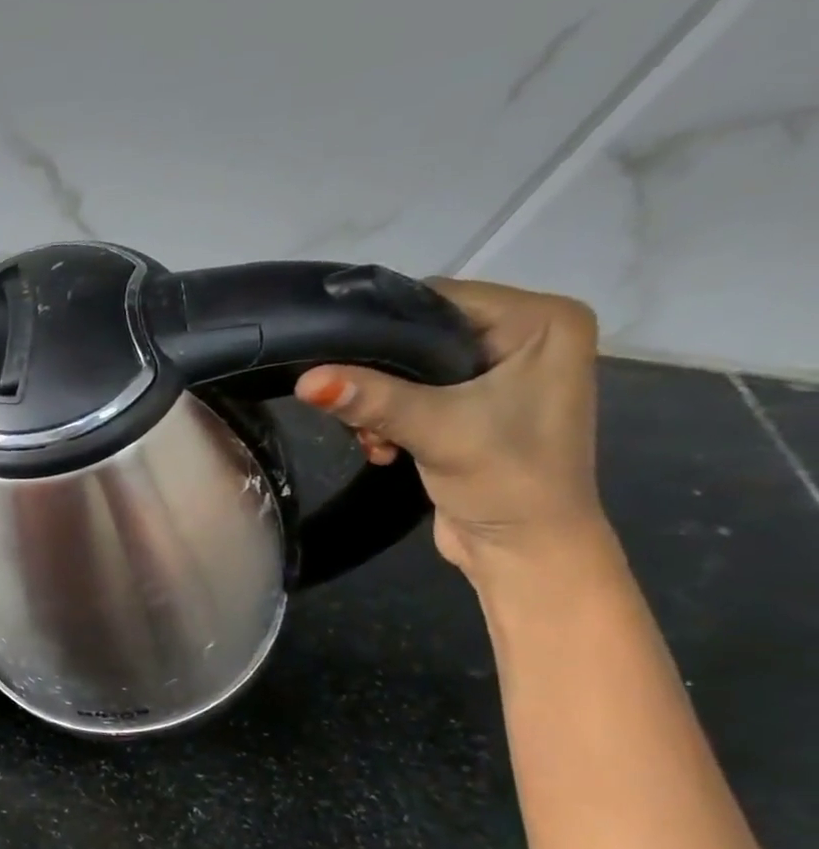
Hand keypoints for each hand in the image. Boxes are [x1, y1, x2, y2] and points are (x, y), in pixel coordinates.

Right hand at [294, 277, 609, 580]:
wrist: (524, 551)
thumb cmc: (506, 480)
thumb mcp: (437, 429)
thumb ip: (372, 399)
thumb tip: (305, 379)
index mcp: (543, 322)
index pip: (441, 297)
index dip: (383, 325)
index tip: (332, 354)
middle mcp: (527, 336)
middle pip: (422, 332)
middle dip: (378, 373)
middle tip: (351, 407)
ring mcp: (502, 371)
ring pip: (411, 365)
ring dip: (379, 401)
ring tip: (372, 437)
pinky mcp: (476, 404)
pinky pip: (415, 391)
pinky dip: (390, 416)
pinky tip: (383, 445)